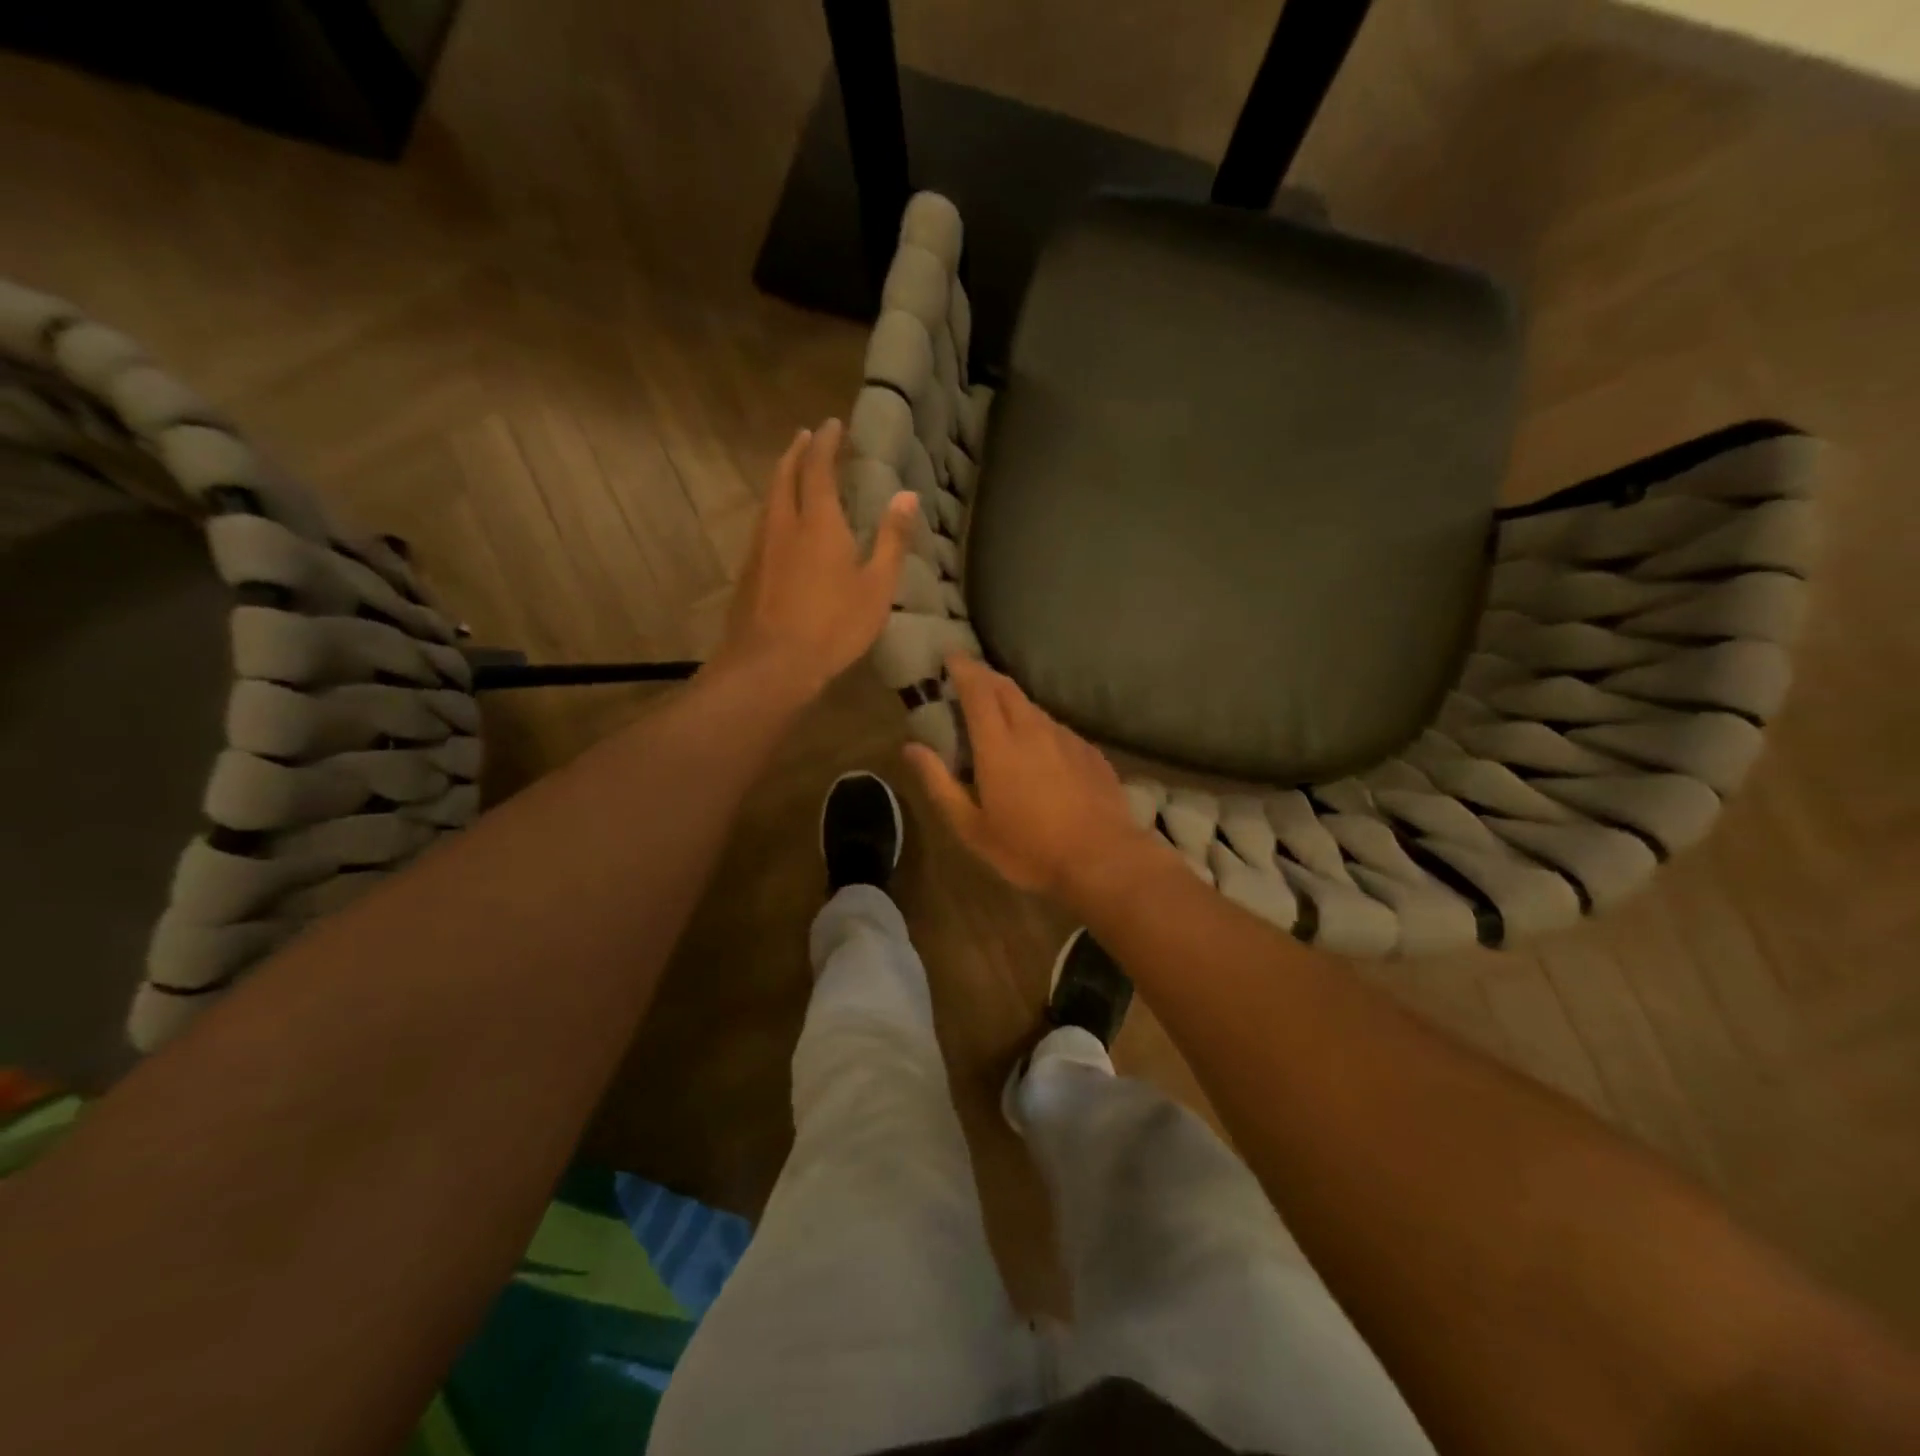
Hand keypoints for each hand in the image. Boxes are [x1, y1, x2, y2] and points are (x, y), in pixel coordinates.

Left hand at [715, 420, 918, 701]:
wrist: (771, 663)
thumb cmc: (833, 626)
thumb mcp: (877, 586)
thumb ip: (892, 539)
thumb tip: (907, 496)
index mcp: (818, 521)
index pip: (819, 467)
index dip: (826, 442)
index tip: (833, 424)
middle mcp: (783, 523)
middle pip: (785, 474)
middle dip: (797, 451)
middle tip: (806, 436)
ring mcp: (761, 547)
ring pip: (769, 498)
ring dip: (782, 476)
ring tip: (793, 471)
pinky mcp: (749, 571)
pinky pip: (763, 524)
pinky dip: (774, 508)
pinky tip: (781, 524)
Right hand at [904, 654, 1164, 904]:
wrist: (1103, 859)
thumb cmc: (1029, 849)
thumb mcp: (972, 828)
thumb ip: (939, 784)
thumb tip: (910, 748)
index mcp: (998, 745)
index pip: (977, 690)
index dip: (962, 669)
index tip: (950, 658)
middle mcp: (1032, 730)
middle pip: (1006, 688)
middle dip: (985, 676)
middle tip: (969, 678)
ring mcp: (1066, 738)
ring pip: (1033, 707)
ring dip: (1012, 702)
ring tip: (1001, 714)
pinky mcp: (1090, 752)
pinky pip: (1056, 728)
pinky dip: (1038, 727)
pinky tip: (1040, 748)